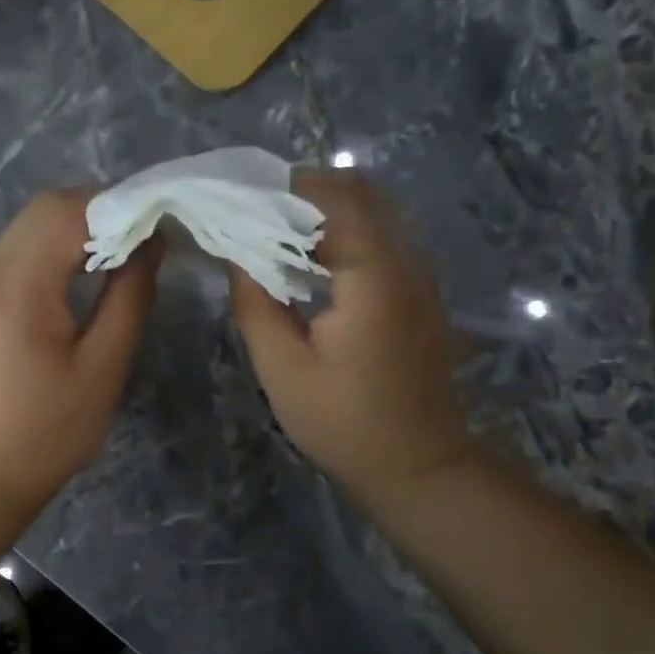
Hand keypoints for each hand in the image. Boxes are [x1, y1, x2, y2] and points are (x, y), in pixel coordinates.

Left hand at [0, 188, 160, 518]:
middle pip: (44, 208)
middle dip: (98, 209)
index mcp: (18, 286)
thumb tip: (151, 242)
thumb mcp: (103, 366)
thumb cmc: (49, 431)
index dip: (119, 204)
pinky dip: (53, 248)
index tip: (161, 221)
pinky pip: (17, 253)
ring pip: (28, 226)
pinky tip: (82, 273)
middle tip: (144, 235)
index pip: (68, 211)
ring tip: (121, 251)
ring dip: (75, 226)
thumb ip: (130, 296)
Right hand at [229, 170, 473, 509]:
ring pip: (375, 211)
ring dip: (324, 210)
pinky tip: (309, 261)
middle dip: (304, 191)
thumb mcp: (282, 369)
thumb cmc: (343, 423)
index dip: (285, 189)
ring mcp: (420, 275)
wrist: (416, 464)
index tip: (239, 198)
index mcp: (373, 277)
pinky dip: (344, 232)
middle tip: (253, 211)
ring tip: (273, 231)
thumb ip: (255, 303)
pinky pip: (383, 237)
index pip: (334, 199)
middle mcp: (407, 262)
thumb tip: (234, 254)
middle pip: (361, 193)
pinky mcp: (420, 292)